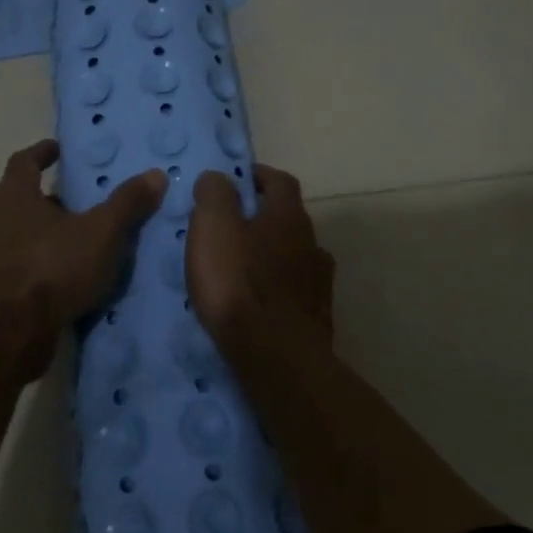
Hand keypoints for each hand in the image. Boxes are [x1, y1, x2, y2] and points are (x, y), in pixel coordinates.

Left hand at [0, 140, 166, 367]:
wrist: (12, 331)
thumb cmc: (54, 267)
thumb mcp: (101, 232)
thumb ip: (127, 203)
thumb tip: (156, 174)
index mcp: (14, 196)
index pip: (24, 161)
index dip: (41, 153)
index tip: (57, 149)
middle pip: (19, 198)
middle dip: (46, 196)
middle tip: (75, 197)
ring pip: (19, 234)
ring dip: (43, 232)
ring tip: (76, 237)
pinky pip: (21, 265)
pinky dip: (41, 263)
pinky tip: (66, 275)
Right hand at [186, 164, 335, 354]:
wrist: (275, 357)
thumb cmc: (238, 284)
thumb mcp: (213, 227)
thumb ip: (215, 194)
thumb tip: (218, 177)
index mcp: (288, 216)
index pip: (279, 180)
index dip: (257, 176)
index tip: (233, 182)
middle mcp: (312, 242)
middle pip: (288, 218)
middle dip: (262, 217)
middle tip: (229, 228)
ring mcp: (319, 282)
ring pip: (294, 255)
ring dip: (272, 254)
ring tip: (242, 268)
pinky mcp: (317, 316)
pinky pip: (295, 290)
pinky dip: (278, 287)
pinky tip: (260, 301)